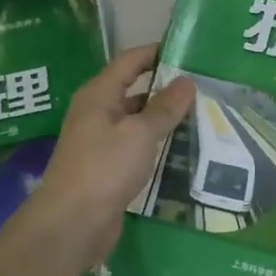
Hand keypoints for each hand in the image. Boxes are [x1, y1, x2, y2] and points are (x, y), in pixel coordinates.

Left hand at [28, 44, 195, 262]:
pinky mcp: (106, 170)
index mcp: (98, 95)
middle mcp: (96, 114)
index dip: (156, 53)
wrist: (72, 224)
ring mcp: (99, 143)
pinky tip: (180, 151)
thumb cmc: (104, 168)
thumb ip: (164, 108)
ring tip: (200, 118)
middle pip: (133, 91)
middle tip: (204, 89)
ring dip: (162, 120)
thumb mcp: (139, 134)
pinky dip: (155, 146)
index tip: (187, 51)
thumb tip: (186, 81)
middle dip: (165, 89)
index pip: (129, 62)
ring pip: (136, 122)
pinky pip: (135, 148)